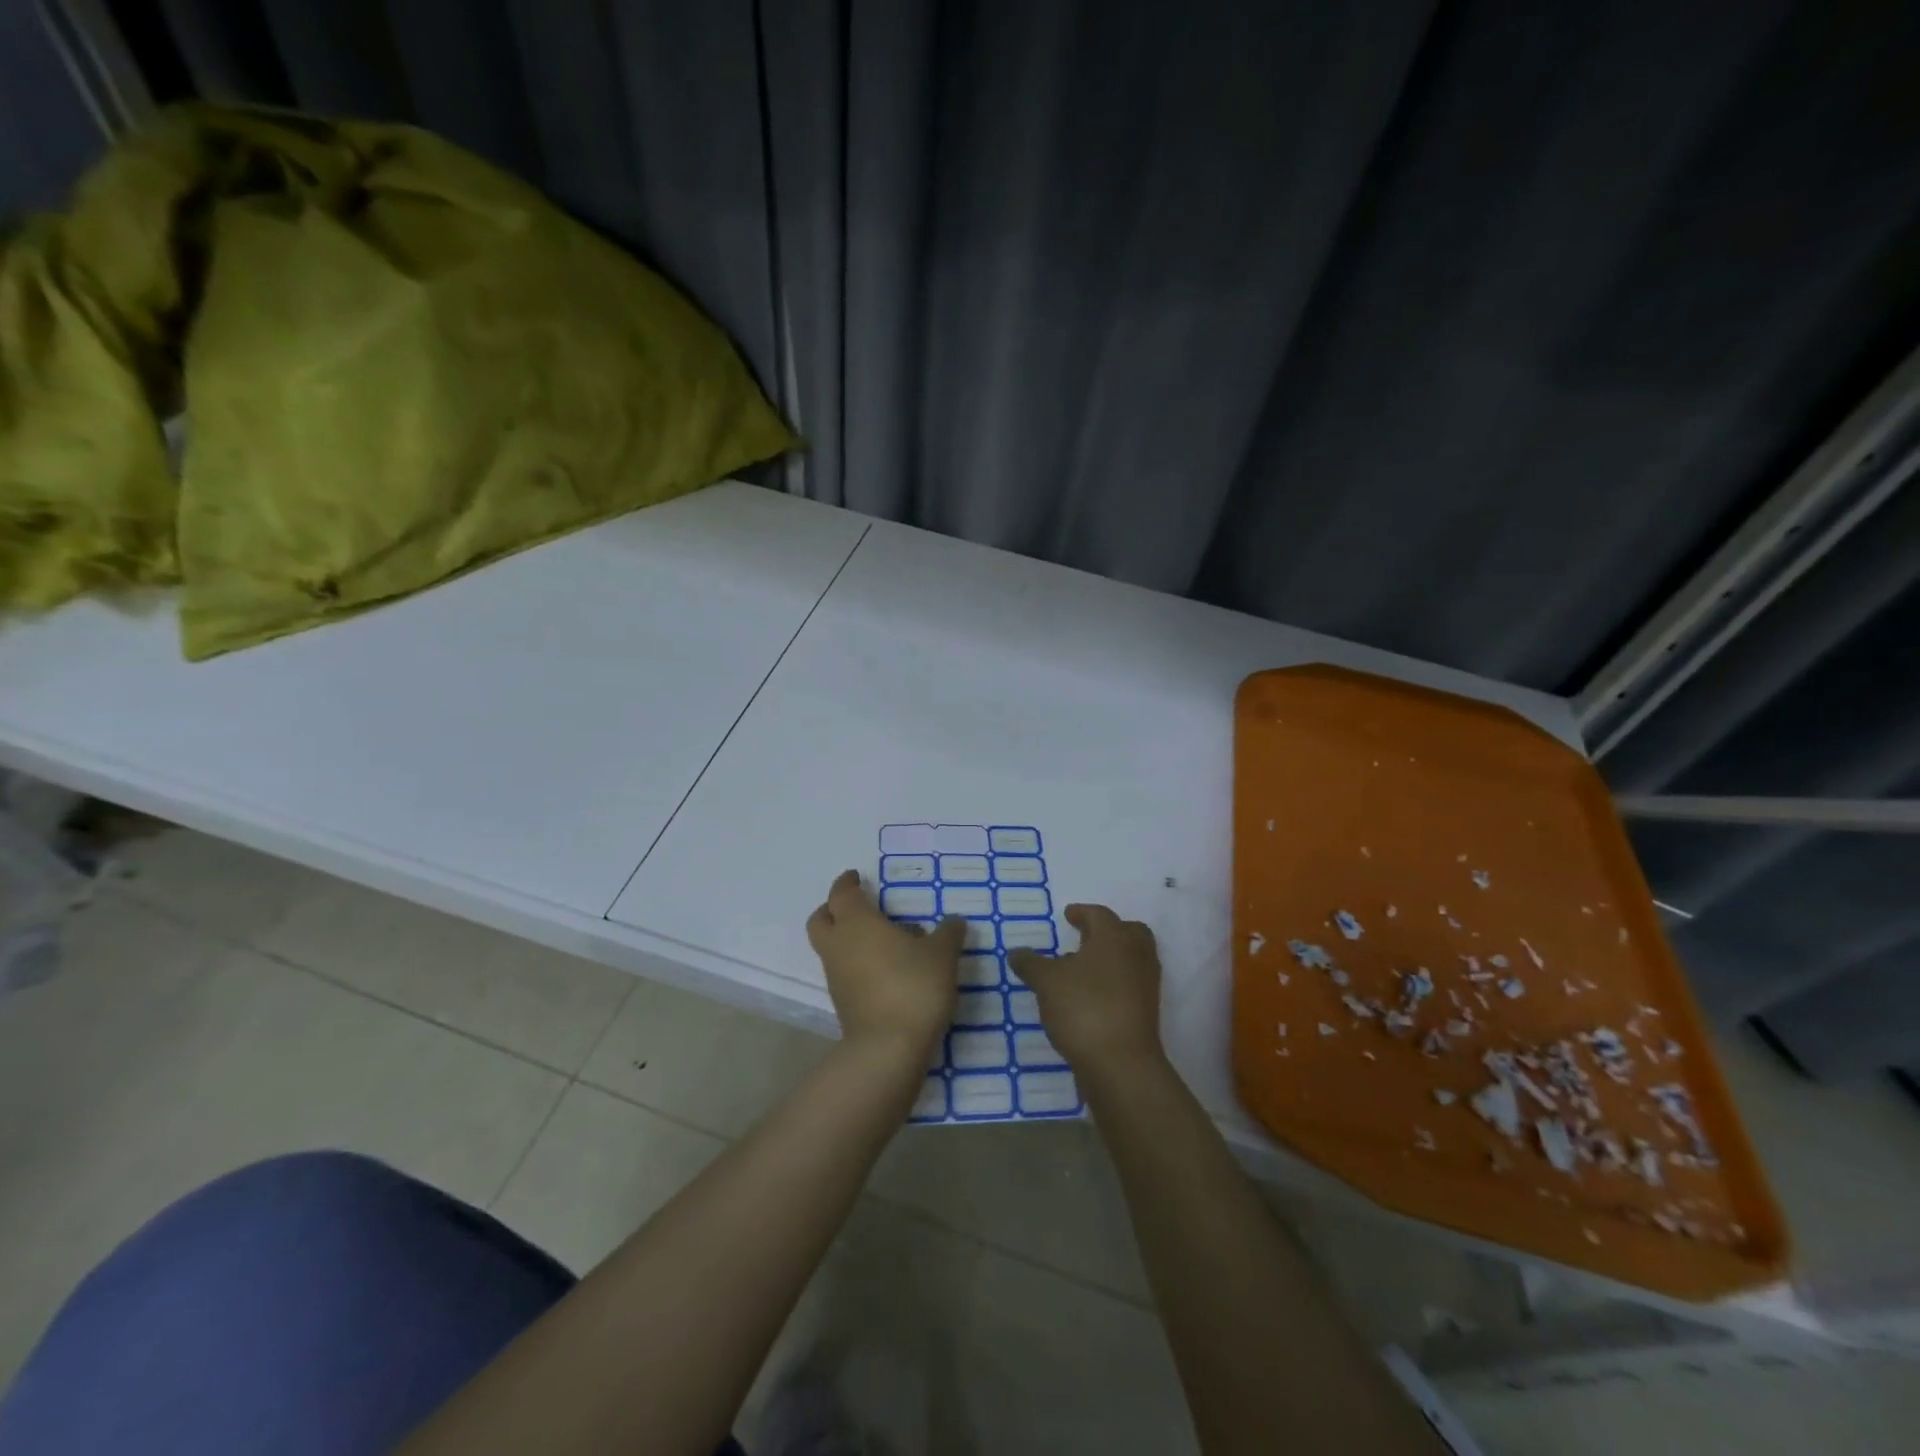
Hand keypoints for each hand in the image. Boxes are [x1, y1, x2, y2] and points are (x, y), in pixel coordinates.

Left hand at [806, 870, 962, 1060]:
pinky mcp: (842, 1004)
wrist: (888, 1049)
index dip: (847, 882)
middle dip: (833, 909)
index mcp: (857, 923)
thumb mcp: (942, 955)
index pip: (842, 893)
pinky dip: (857, 964)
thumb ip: (948, 934)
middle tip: (856, 906)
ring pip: (831, 948)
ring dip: (847, 939)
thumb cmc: (913, 987)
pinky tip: (886, 970)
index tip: (856, 876)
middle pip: (821, 919)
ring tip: (884, 941)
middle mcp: (839, 946)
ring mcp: (836, 977)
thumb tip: (954, 923)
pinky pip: (844, 972)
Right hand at [1007, 904, 1163, 1073]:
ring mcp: (1145, 985)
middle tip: (1085, 937)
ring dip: (1111, 958)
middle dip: (1107, 931)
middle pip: (1128, 932)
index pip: (1099, 915)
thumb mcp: (1046, 982)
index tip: (1069, 914)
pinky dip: (1114, 982)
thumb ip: (1031, 963)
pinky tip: (1090, 996)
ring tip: (1081, 969)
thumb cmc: (1084, 1008)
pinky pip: (1131, 984)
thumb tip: (1016, 952)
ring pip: (1131, 959)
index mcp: (1115, 938)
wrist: (1122, 1064)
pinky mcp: (1146, 1012)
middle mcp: (1136, 955)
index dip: (1082, 912)